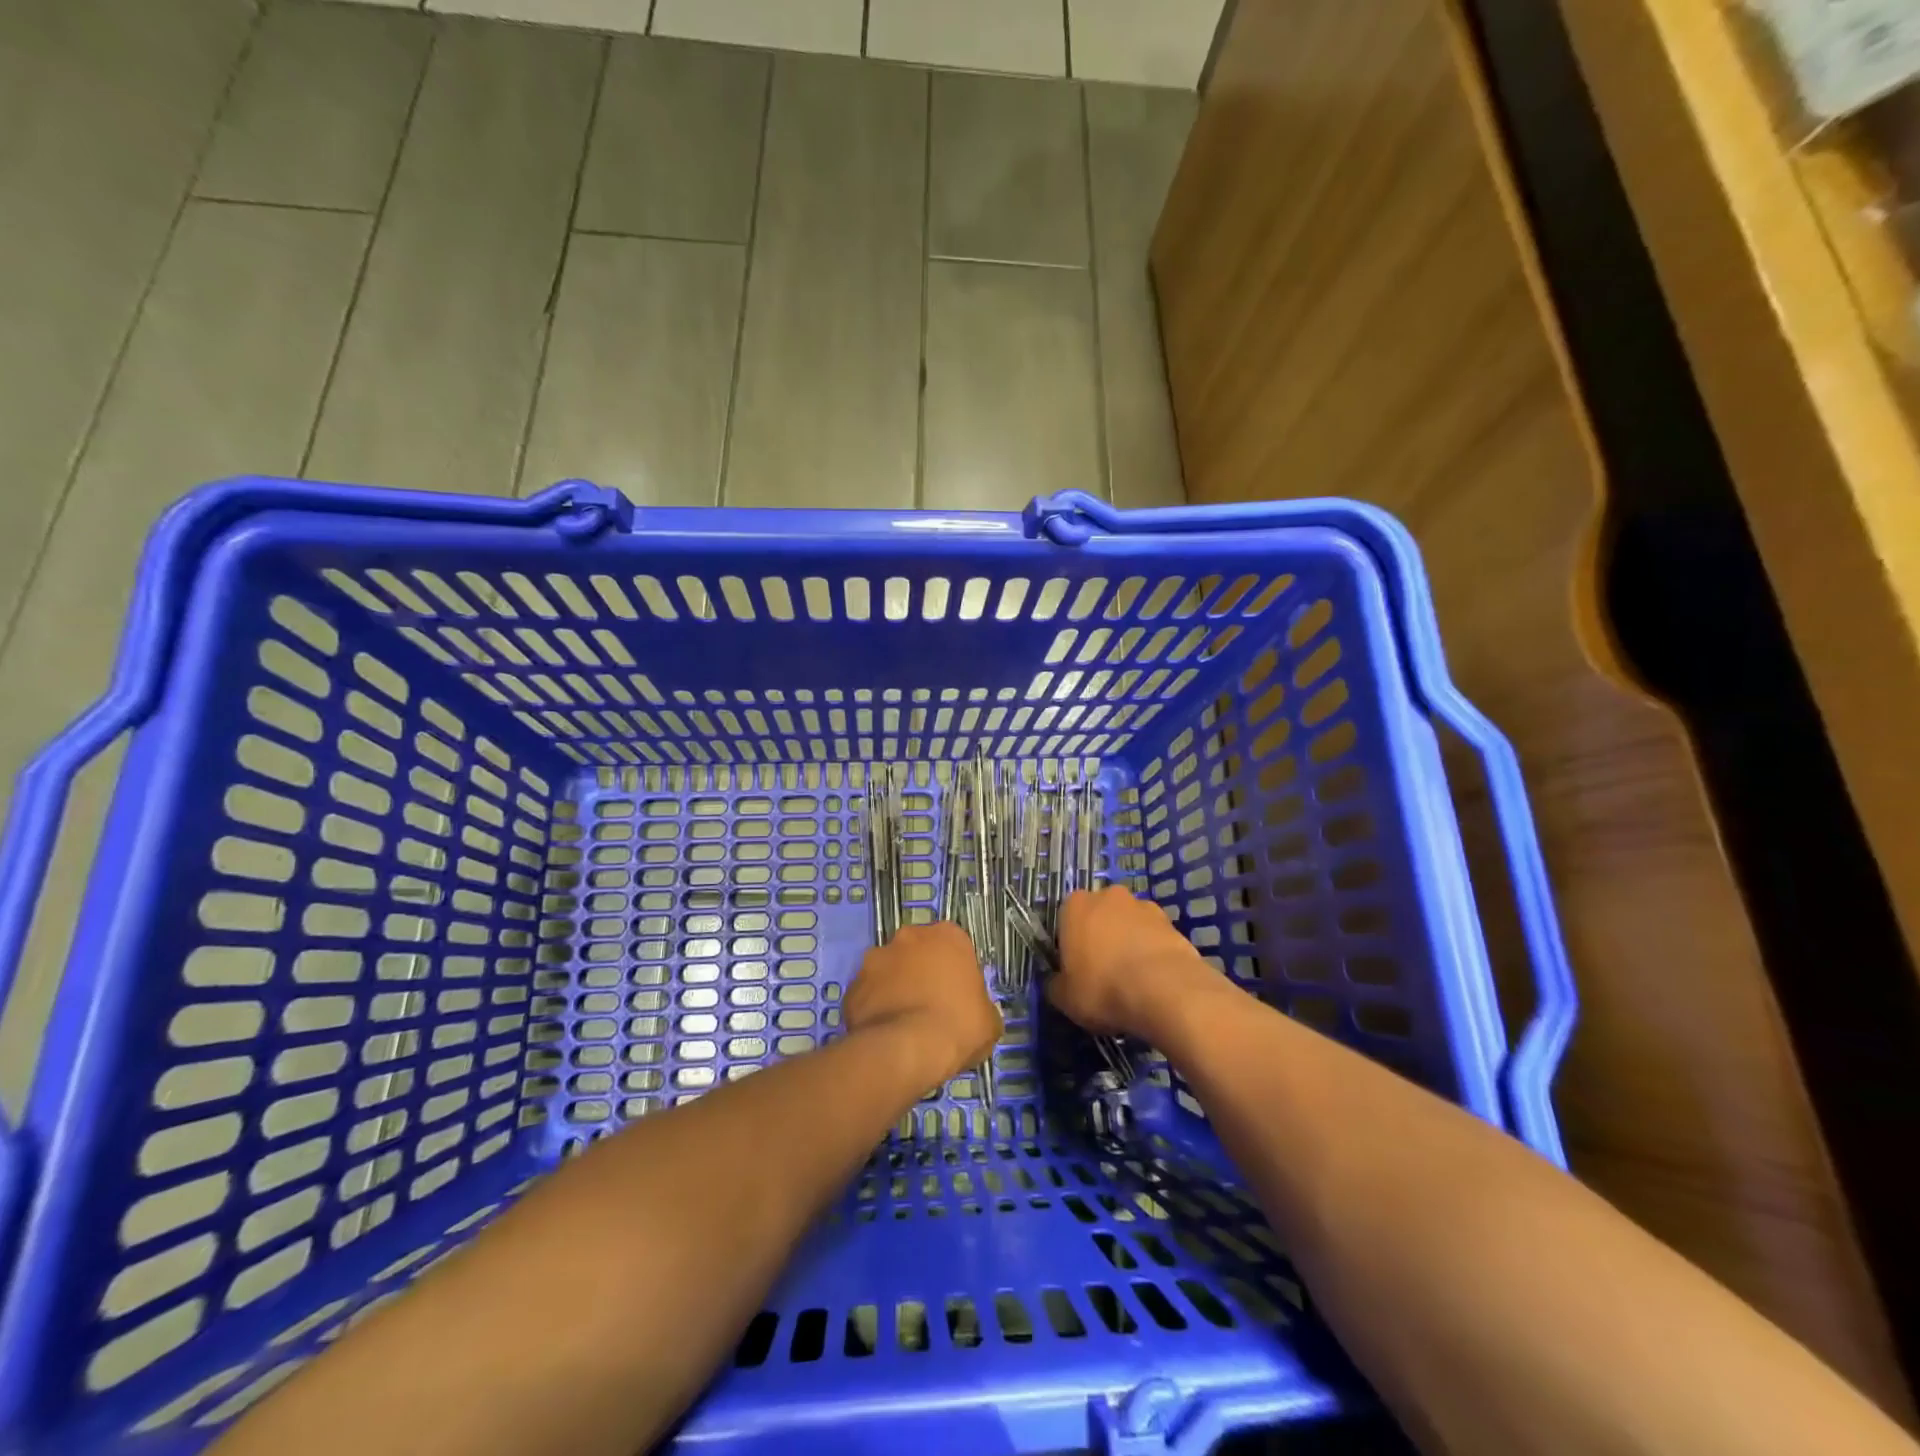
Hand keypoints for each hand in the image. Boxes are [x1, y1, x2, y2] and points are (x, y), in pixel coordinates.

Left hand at [843, 922, 1000, 1083]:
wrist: (908, 1050)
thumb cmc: (959, 1026)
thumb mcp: (989, 1021)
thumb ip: (981, 1006)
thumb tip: (975, 1012)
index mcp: (947, 935)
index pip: (953, 946)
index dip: (954, 970)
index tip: (956, 994)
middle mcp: (909, 936)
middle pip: (917, 951)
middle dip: (920, 972)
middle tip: (929, 1005)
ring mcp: (875, 958)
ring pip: (888, 970)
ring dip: (894, 987)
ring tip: (903, 1022)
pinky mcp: (853, 985)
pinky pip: (867, 994)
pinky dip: (874, 1008)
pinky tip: (883, 1033)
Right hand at [1049, 885, 1222, 1037]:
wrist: (1165, 990)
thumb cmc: (1103, 988)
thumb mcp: (1064, 998)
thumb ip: (1055, 984)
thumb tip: (1057, 982)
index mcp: (1075, 906)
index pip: (1065, 920)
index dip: (1069, 945)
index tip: (1075, 969)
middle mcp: (1108, 896)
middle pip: (1099, 916)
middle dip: (1101, 937)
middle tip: (1104, 972)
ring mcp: (1143, 906)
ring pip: (1128, 924)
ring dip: (1129, 943)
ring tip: (1134, 980)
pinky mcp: (1171, 922)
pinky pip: (1153, 937)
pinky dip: (1152, 952)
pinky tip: (1154, 980)